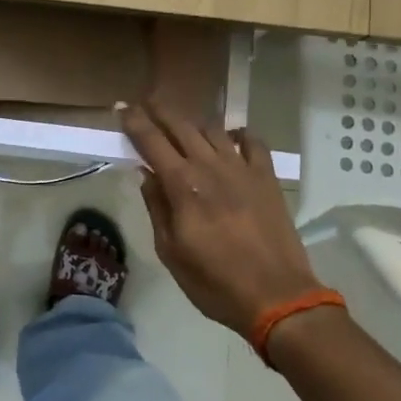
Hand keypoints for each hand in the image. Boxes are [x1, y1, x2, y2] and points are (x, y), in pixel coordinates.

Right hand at [121, 102, 324, 336]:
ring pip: (213, 129)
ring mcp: (242, 168)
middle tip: (147, 103)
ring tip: (184, 125)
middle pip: (181, 126)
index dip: (135, 121)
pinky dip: (239, 134)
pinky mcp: (267, 177)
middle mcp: (210, 166)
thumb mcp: (171, 252)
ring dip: (194, 123)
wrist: (277, 297)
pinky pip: (253, 142)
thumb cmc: (215, 282)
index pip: (151, 141)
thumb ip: (157, 208)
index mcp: (183, 185)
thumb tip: (146, 174)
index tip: (123, 107)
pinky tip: (232, 138)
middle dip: (161, 111)